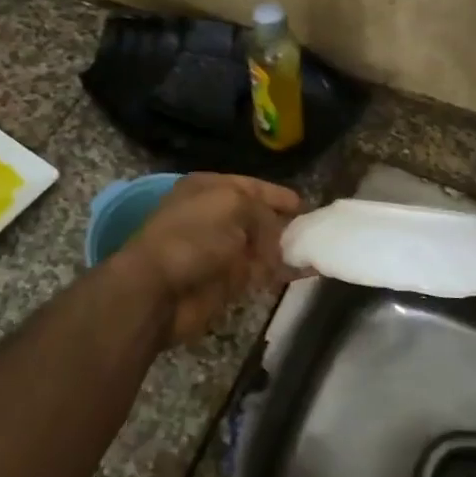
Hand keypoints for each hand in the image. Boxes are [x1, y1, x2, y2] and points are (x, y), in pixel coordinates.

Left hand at [118, 174, 302, 344]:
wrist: (158, 290)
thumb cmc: (193, 236)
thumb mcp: (233, 205)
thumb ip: (263, 213)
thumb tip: (276, 240)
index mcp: (208, 189)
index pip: (249, 186)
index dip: (275, 194)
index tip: (302, 204)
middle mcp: (214, 216)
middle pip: (257, 217)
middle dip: (283, 222)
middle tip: (314, 228)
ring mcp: (220, 251)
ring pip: (261, 246)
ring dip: (286, 248)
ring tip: (316, 248)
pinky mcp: (228, 282)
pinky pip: (262, 273)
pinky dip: (282, 272)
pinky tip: (306, 270)